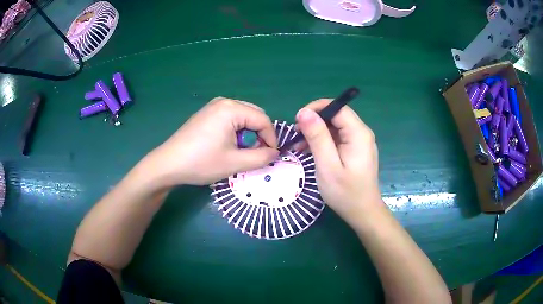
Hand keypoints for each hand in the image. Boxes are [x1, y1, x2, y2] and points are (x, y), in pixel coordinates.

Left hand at [144, 97, 278, 186]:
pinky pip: (230, 118)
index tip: (271, 156)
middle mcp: (224, 102)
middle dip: (259, 135)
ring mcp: (213, 106)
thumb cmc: (202, 162)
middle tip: (255, 154)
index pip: (263, 120)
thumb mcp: (235, 163)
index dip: (271, 138)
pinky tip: (226, 145)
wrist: (168, 164)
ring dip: (248, 133)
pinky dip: (236, 131)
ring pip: (243, 117)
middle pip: (254, 115)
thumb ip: (261, 158)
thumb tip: (275, 153)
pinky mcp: (206, 113)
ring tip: (239, 152)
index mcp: (232, 109)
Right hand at [295, 99, 381, 225]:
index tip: (298, 120)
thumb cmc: (345, 192)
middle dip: (314, 122)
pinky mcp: (355, 150)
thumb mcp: (327, 165)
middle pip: (336, 116)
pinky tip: (309, 151)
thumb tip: (304, 112)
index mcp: (358, 133)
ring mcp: (359, 142)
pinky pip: (337, 138)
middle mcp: (361, 133)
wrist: (362, 212)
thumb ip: (317, 136)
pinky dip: (323, 142)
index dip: (317, 108)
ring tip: (299, 146)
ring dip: (316, 133)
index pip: (338, 107)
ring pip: (335, 127)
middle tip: (296, 135)